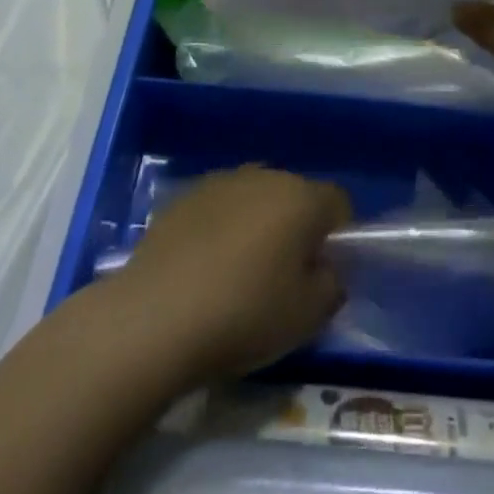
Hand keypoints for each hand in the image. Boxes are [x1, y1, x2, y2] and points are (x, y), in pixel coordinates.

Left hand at [112, 166, 350, 385]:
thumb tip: (327, 271)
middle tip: (283, 279)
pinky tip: (204, 271)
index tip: (323, 273)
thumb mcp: (306, 318)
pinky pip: (219, 209)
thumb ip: (331, 286)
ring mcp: (221, 182)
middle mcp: (264, 175)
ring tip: (239, 276)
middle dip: (296, 229)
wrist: (154, 317)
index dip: (339, 237)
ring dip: (257, 227)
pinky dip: (220, 231)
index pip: (339, 203)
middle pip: (295, 196)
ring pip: (255, 199)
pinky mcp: (184, 197)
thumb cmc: (243, 315)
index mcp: (301, 197)